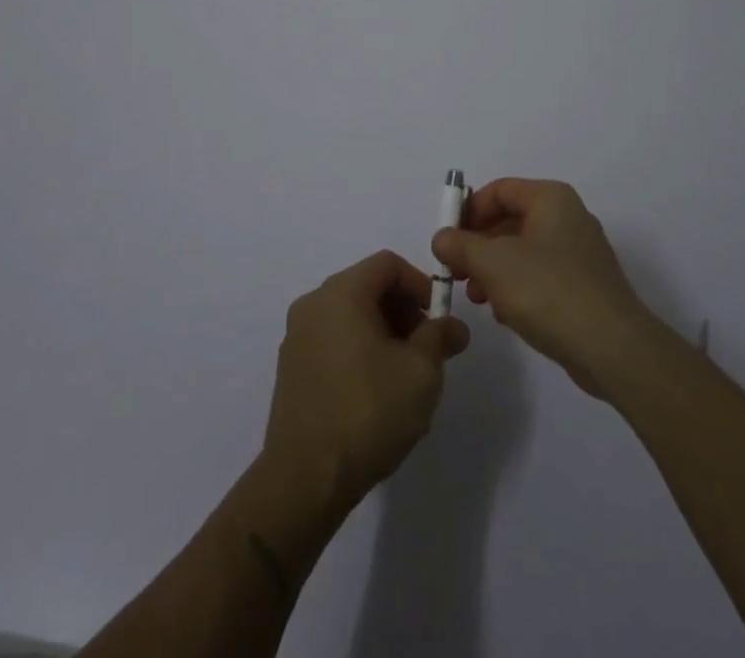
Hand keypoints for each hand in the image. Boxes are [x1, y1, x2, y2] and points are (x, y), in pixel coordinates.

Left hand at [261, 251, 469, 515]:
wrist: (305, 481)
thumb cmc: (368, 412)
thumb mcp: (421, 371)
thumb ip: (440, 337)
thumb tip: (454, 326)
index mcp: (341, 293)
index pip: (387, 264)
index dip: (420, 284)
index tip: (438, 320)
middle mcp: (313, 304)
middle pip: (368, 287)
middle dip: (403, 311)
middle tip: (426, 350)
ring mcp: (297, 337)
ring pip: (351, 316)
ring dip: (383, 334)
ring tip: (404, 377)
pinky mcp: (291, 369)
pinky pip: (333, 341)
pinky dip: (359, 351)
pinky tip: (374, 395)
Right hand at [431, 179, 659, 398]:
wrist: (612, 348)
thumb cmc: (548, 291)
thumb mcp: (493, 263)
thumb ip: (460, 245)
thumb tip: (442, 237)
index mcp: (551, 199)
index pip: (500, 190)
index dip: (469, 211)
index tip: (447, 240)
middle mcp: (568, 217)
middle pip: (510, 220)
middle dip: (478, 245)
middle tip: (455, 272)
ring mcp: (579, 253)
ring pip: (523, 250)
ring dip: (493, 270)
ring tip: (476, 297)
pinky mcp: (584, 286)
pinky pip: (540, 275)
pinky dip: (517, 287)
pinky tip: (504, 314)